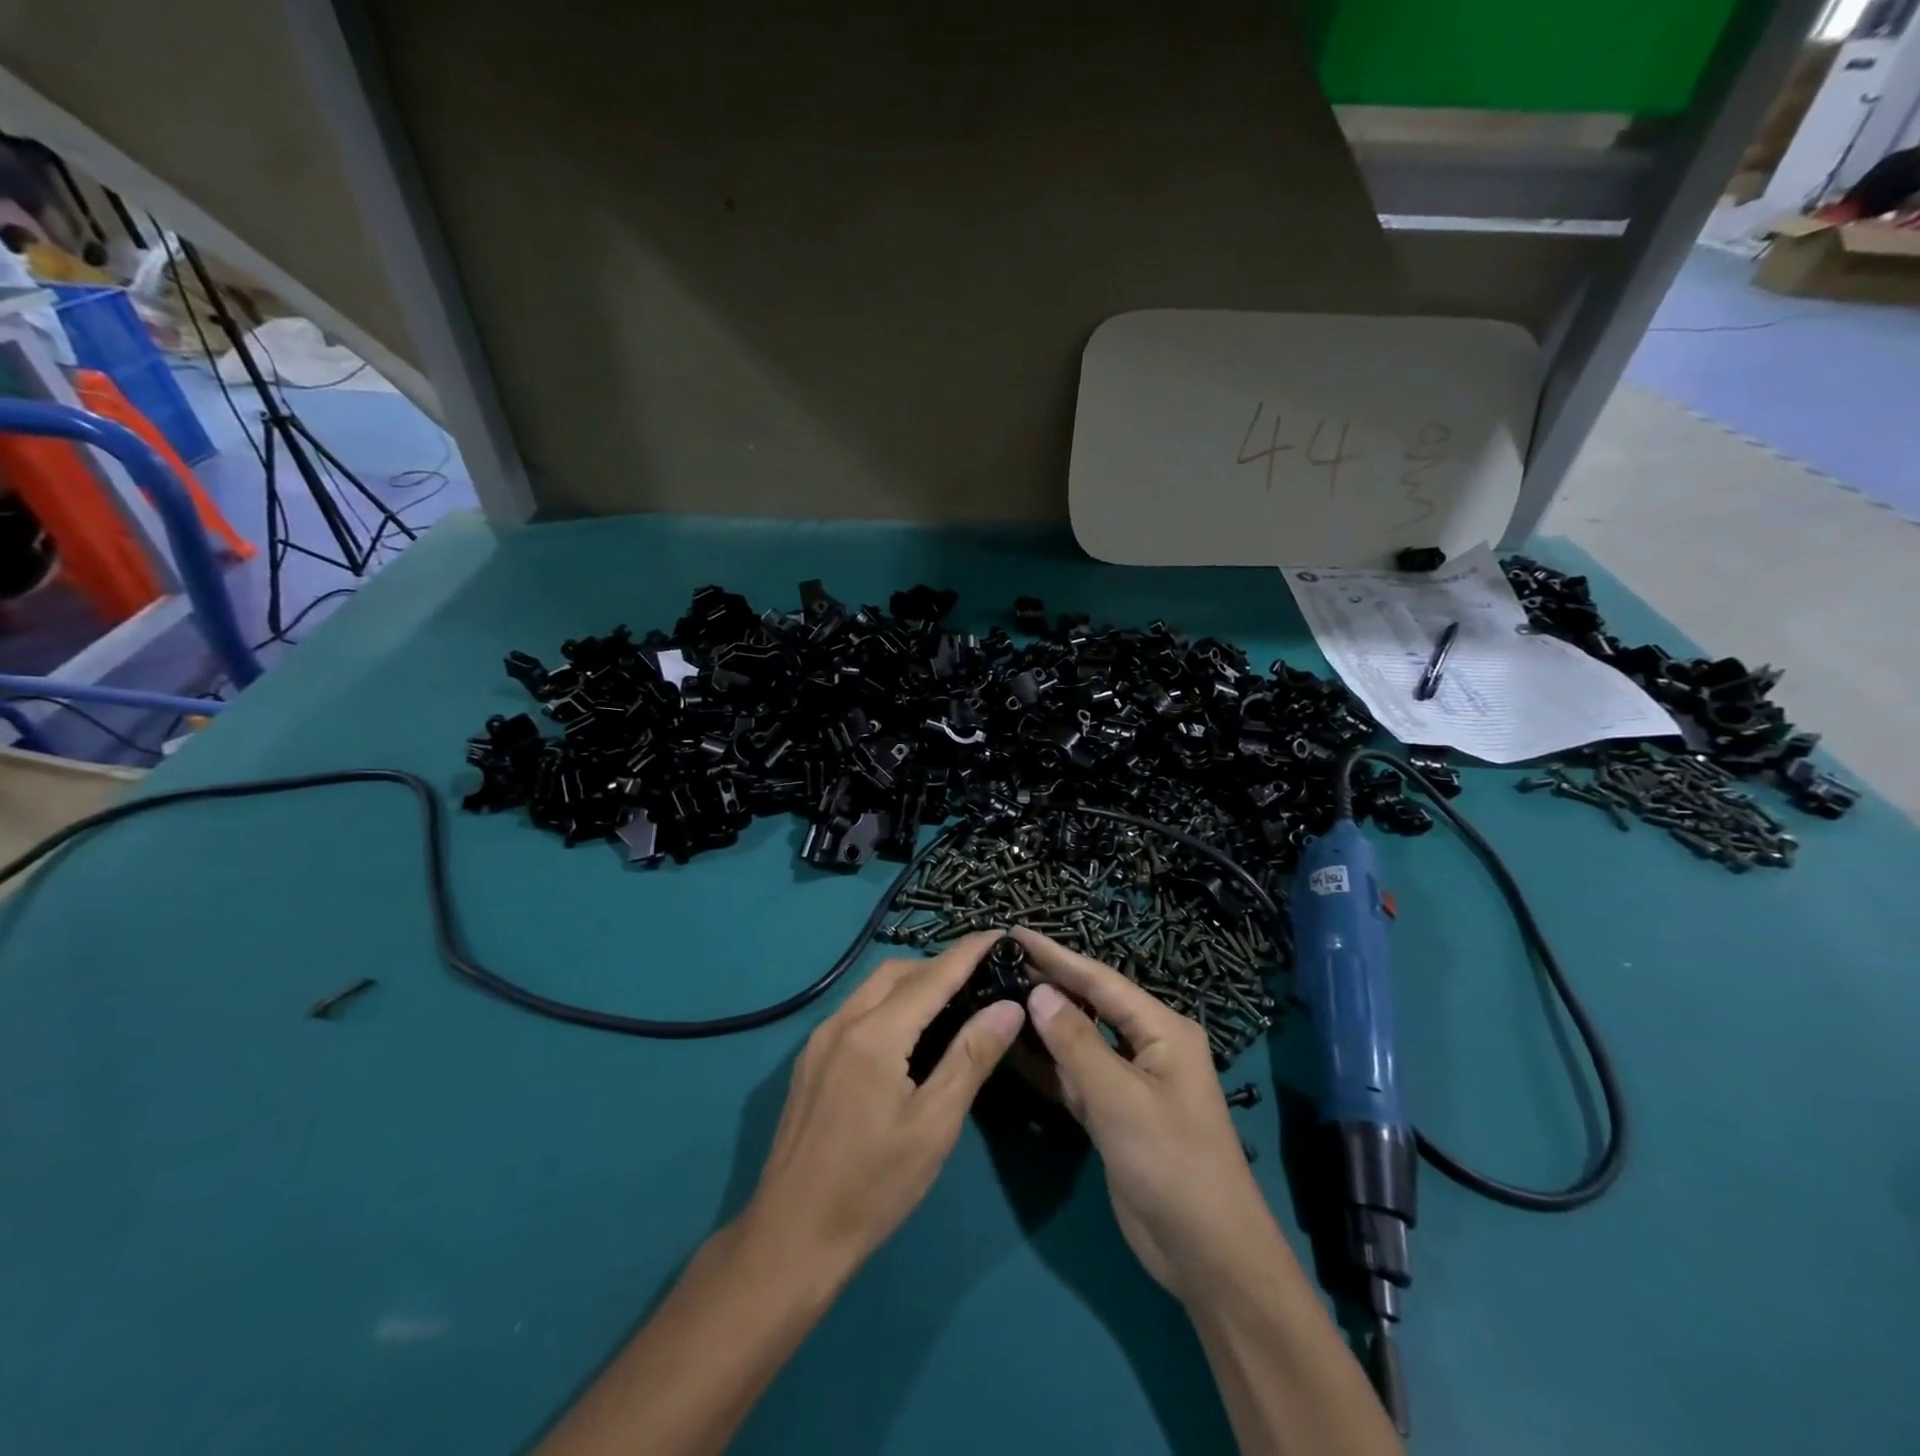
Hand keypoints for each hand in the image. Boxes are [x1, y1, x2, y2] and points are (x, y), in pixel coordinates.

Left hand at [740, 932, 1024, 1286]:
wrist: (790, 1238)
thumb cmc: (873, 1186)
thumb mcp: (934, 1125)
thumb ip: (971, 1058)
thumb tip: (1007, 1007)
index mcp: (874, 1035)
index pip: (932, 977)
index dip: (968, 952)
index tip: (999, 934)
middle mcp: (841, 1023)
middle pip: (897, 973)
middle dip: (939, 966)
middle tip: (980, 979)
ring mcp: (819, 1041)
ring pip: (872, 989)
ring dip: (911, 984)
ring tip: (951, 1003)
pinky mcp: (809, 1061)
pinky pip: (855, 1011)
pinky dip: (888, 1005)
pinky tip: (907, 1035)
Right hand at [1010, 928, 1289, 1305]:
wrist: (1206, 1254)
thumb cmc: (1171, 1162)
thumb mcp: (1120, 1097)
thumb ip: (1075, 1042)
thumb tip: (1038, 992)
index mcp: (1162, 1030)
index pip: (1100, 981)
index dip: (1056, 956)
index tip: (1014, 934)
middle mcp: (1146, 1046)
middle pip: (1090, 1006)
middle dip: (1048, 984)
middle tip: (999, 963)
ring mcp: (1129, 1082)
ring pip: (1079, 1042)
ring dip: (1044, 1025)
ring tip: (998, 997)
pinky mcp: (1114, 1114)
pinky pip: (1075, 1078)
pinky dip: (1048, 1066)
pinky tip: (1014, 1052)